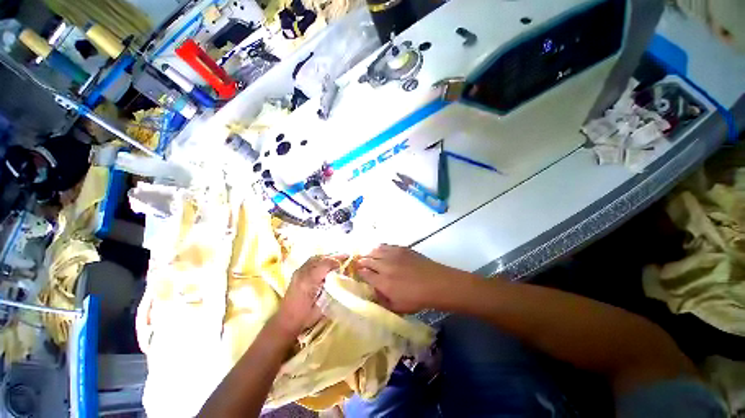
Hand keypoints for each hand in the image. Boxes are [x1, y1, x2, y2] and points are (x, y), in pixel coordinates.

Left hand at [275, 256, 339, 337]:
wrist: (285, 322)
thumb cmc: (306, 317)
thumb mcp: (322, 306)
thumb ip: (331, 290)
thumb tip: (341, 278)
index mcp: (309, 282)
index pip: (325, 264)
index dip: (336, 261)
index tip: (347, 261)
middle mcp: (302, 273)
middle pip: (320, 258)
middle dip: (333, 256)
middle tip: (345, 256)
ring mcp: (298, 272)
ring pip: (314, 258)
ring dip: (327, 256)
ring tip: (337, 258)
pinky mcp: (296, 273)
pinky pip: (310, 261)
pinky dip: (320, 259)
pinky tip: (326, 262)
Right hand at [355, 245, 457, 313]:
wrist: (435, 283)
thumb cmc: (417, 298)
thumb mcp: (397, 307)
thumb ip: (382, 300)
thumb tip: (373, 291)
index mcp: (383, 282)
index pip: (365, 273)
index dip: (359, 271)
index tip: (357, 271)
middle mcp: (385, 266)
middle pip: (368, 260)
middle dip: (361, 261)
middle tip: (359, 262)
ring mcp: (393, 255)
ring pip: (375, 250)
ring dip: (369, 253)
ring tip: (366, 255)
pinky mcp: (401, 248)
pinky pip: (386, 246)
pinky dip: (379, 247)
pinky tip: (378, 249)